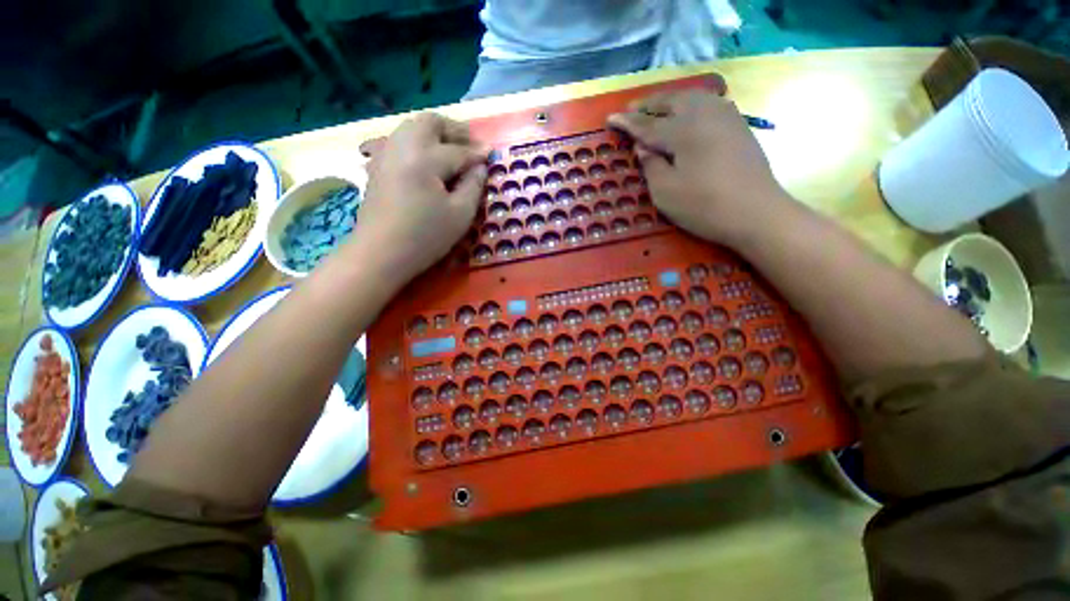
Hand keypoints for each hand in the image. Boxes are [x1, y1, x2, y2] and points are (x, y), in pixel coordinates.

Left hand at [355, 113, 487, 287]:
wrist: (381, 253)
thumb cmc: (426, 237)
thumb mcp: (460, 214)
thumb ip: (473, 186)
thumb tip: (480, 167)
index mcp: (425, 159)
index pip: (457, 150)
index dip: (477, 153)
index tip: (492, 153)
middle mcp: (403, 147)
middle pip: (430, 122)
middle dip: (454, 129)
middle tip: (471, 143)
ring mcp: (386, 154)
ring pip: (411, 127)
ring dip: (434, 133)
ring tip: (451, 149)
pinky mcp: (377, 166)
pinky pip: (398, 141)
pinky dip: (416, 142)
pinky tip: (425, 160)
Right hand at [608, 92, 793, 247]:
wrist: (756, 212)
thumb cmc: (704, 206)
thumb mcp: (666, 192)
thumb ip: (651, 165)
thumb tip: (642, 146)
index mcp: (683, 131)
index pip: (647, 124)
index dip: (627, 123)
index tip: (610, 118)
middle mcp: (704, 114)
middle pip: (671, 101)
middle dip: (649, 104)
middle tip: (632, 109)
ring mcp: (725, 117)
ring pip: (692, 97)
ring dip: (671, 100)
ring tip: (657, 107)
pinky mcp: (738, 125)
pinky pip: (709, 104)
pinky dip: (691, 104)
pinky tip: (688, 112)